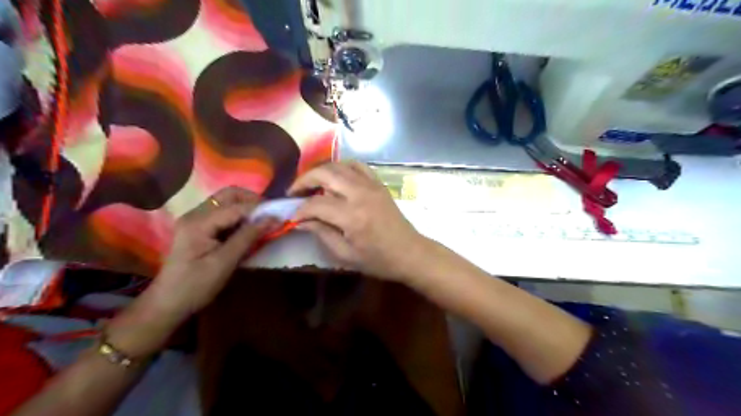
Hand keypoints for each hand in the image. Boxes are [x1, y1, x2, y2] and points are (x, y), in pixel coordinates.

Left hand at [148, 186, 275, 319]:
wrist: (168, 304)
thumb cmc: (196, 285)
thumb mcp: (225, 262)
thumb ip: (248, 237)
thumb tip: (273, 218)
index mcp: (199, 222)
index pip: (236, 206)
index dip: (260, 209)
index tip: (281, 215)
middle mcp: (195, 214)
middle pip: (228, 195)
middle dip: (252, 201)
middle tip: (269, 215)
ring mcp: (195, 220)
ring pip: (226, 202)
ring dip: (246, 208)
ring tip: (261, 223)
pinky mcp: (198, 228)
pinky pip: (223, 213)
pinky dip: (239, 217)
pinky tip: (247, 230)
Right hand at [287, 161, 428, 280]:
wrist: (410, 253)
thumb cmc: (378, 260)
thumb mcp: (346, 255)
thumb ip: (322, 234)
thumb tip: (301, 221)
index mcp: (352, 216)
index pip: (316, 204)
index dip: (300, 210)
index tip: (293, 217)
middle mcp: (360, 194)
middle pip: (325, 174)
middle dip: (304, 181)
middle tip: (294, 192)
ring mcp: (371, 185)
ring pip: (339, 166)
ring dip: (321, 172)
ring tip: (311, 184)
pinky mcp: (379, 184)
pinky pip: (358, 165)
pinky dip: (342, 167)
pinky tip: (335, 177)